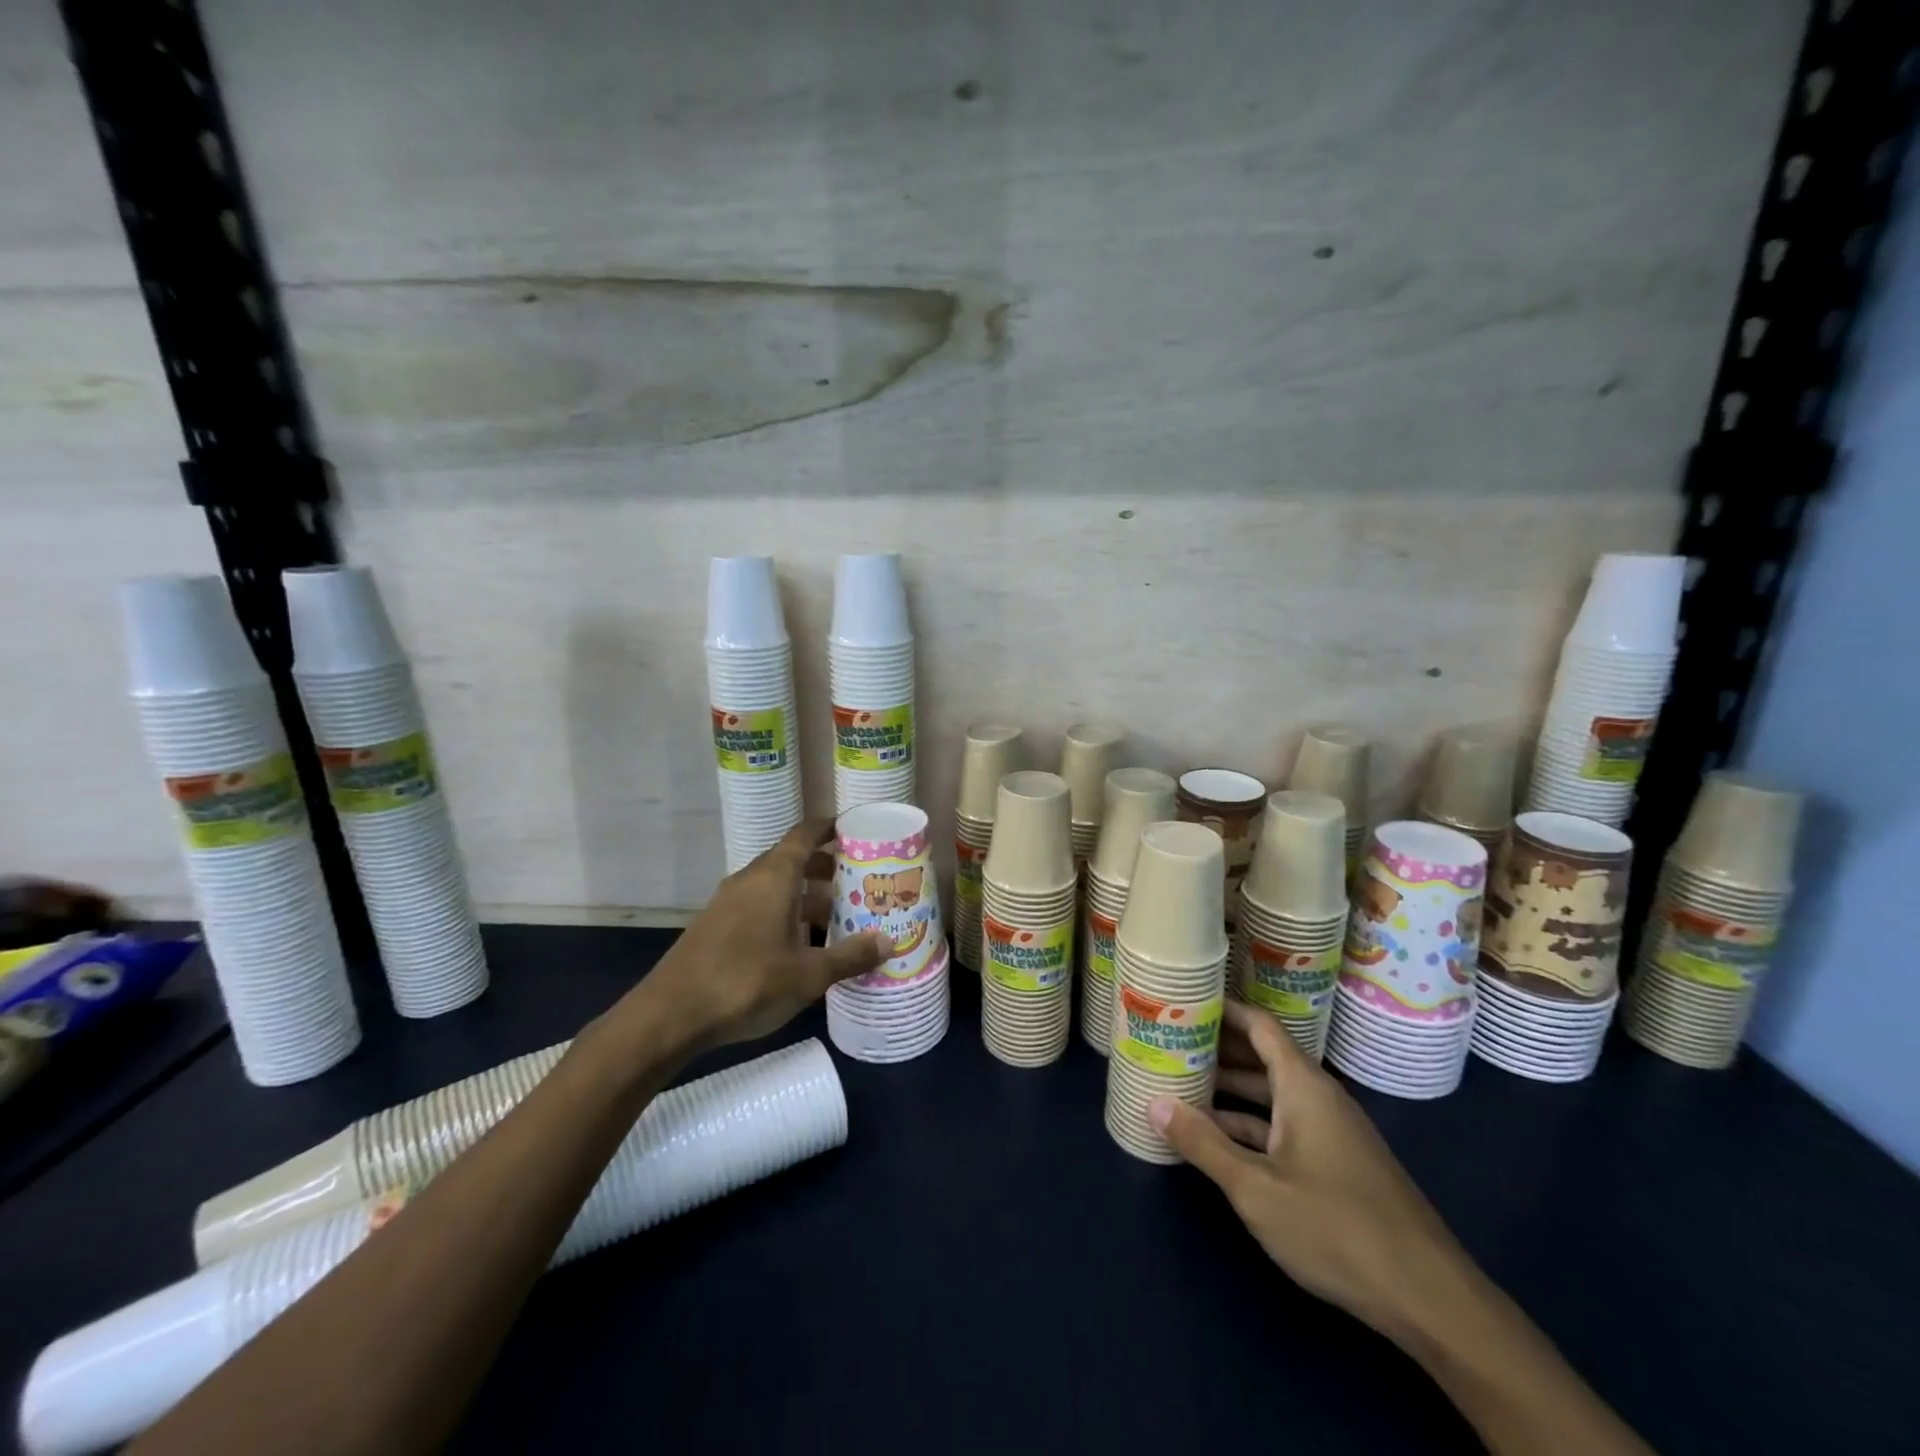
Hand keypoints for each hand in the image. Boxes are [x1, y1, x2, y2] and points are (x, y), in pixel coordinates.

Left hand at [640, 818, 891, 1050]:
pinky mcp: (716, 926)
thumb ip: (850, 956)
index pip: (805, 834)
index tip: (856, 830)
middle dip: (825, 867)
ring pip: (775, 886)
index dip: (830, 827)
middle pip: (792, 860)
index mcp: (774, 876)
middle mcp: (751, 879)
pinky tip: (799, 945)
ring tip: (837, 917)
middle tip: (858, 881)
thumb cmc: (747, 982)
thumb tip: (889, 941)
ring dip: (805, 895)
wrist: (670, 1015)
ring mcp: (729, 902)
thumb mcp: (808, 974)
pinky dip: (783, 912)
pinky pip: (758, 905)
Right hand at [1149, 1000, 1470, 1337]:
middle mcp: (1318, 1098)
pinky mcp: (1336, 1165)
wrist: (1429, 1299)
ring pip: (1271, 1095)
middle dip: (1216, 1050)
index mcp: (1303, 1086)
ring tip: (1180, 1086)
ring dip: (1229, 1090)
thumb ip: (1203, 1144)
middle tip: (1168, 1043)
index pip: (1259, 1025)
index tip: (1183, 1001)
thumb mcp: (1256, 1188)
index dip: (1222, 1009)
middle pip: (1261, 1057)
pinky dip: (1249, 1124)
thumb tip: (1154, 1103)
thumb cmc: (1336, 1228)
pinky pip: (1283, 1125)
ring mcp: (1330, 1132)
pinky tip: (1217, 1139)